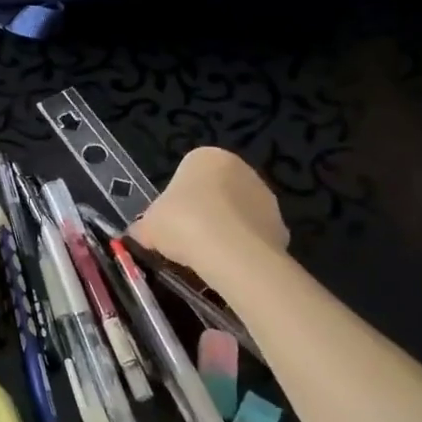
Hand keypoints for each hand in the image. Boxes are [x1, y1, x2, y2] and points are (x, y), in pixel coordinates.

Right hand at [131, 147, 288, 275]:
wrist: (231, 252)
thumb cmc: (182, 223)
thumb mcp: (147, 225)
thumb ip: (144, 227)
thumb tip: (140, 235)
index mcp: (205, 157)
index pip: (185, 174)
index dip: (174, 201)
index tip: (168, 224)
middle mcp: (240, 168)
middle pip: (214, 192)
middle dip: (202, 213)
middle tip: (185, 240)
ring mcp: (264, 196)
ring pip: (235, 214)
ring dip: (223, 230)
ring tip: (206, 257)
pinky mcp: (281, 225)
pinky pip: (252, 236)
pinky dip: (241, 248)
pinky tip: (228, 265)